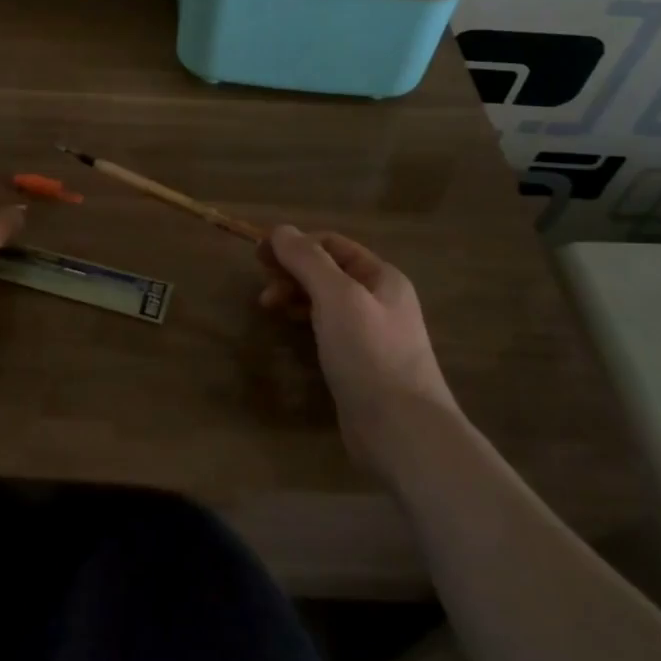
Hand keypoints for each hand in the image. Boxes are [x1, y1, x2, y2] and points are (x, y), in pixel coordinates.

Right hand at [258, 226, 458, 464]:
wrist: (402, 430)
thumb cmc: (370, 354)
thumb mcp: (337, 297)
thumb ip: (308, 260)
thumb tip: (280, 230)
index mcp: (382, 277)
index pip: (332, 244)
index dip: (295, 243)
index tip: (258, 255)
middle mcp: (379, 299)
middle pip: (327, 270)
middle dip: (292, 271)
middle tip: (263, 288)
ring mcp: (370, 333)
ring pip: (324, 300)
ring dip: (295, 295)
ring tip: (268, 307)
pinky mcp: (358, 362)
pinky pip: (326, 328)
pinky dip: (304, 320)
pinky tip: (289, 329)